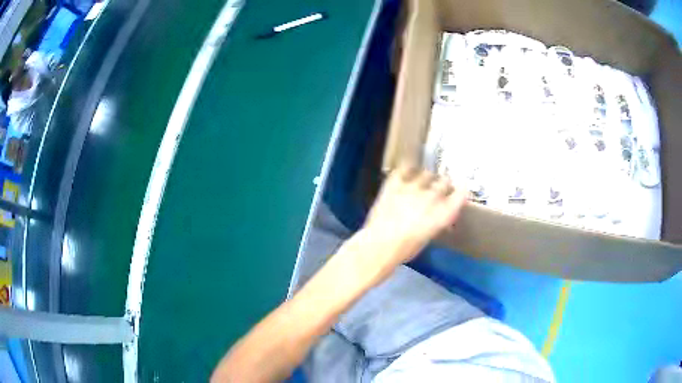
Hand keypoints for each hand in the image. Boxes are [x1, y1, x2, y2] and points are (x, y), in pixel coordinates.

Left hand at [360, 164, 467, 267]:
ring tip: (422, 182)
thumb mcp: (427, 237)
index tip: (461, 189)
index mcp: (443, 214)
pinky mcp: (395, 184)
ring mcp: (413, 188)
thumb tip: (436, 215)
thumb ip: (436, 221)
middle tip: (439, 189)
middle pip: (444, 182)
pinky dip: (406, 170)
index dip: (462, 191)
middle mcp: (432, 197)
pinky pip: (403, 170)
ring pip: (426, 174)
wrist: (380, 244)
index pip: (461, 194)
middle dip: (443, 184)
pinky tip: (405, 173)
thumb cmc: (405, 249)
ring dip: (427, 178)